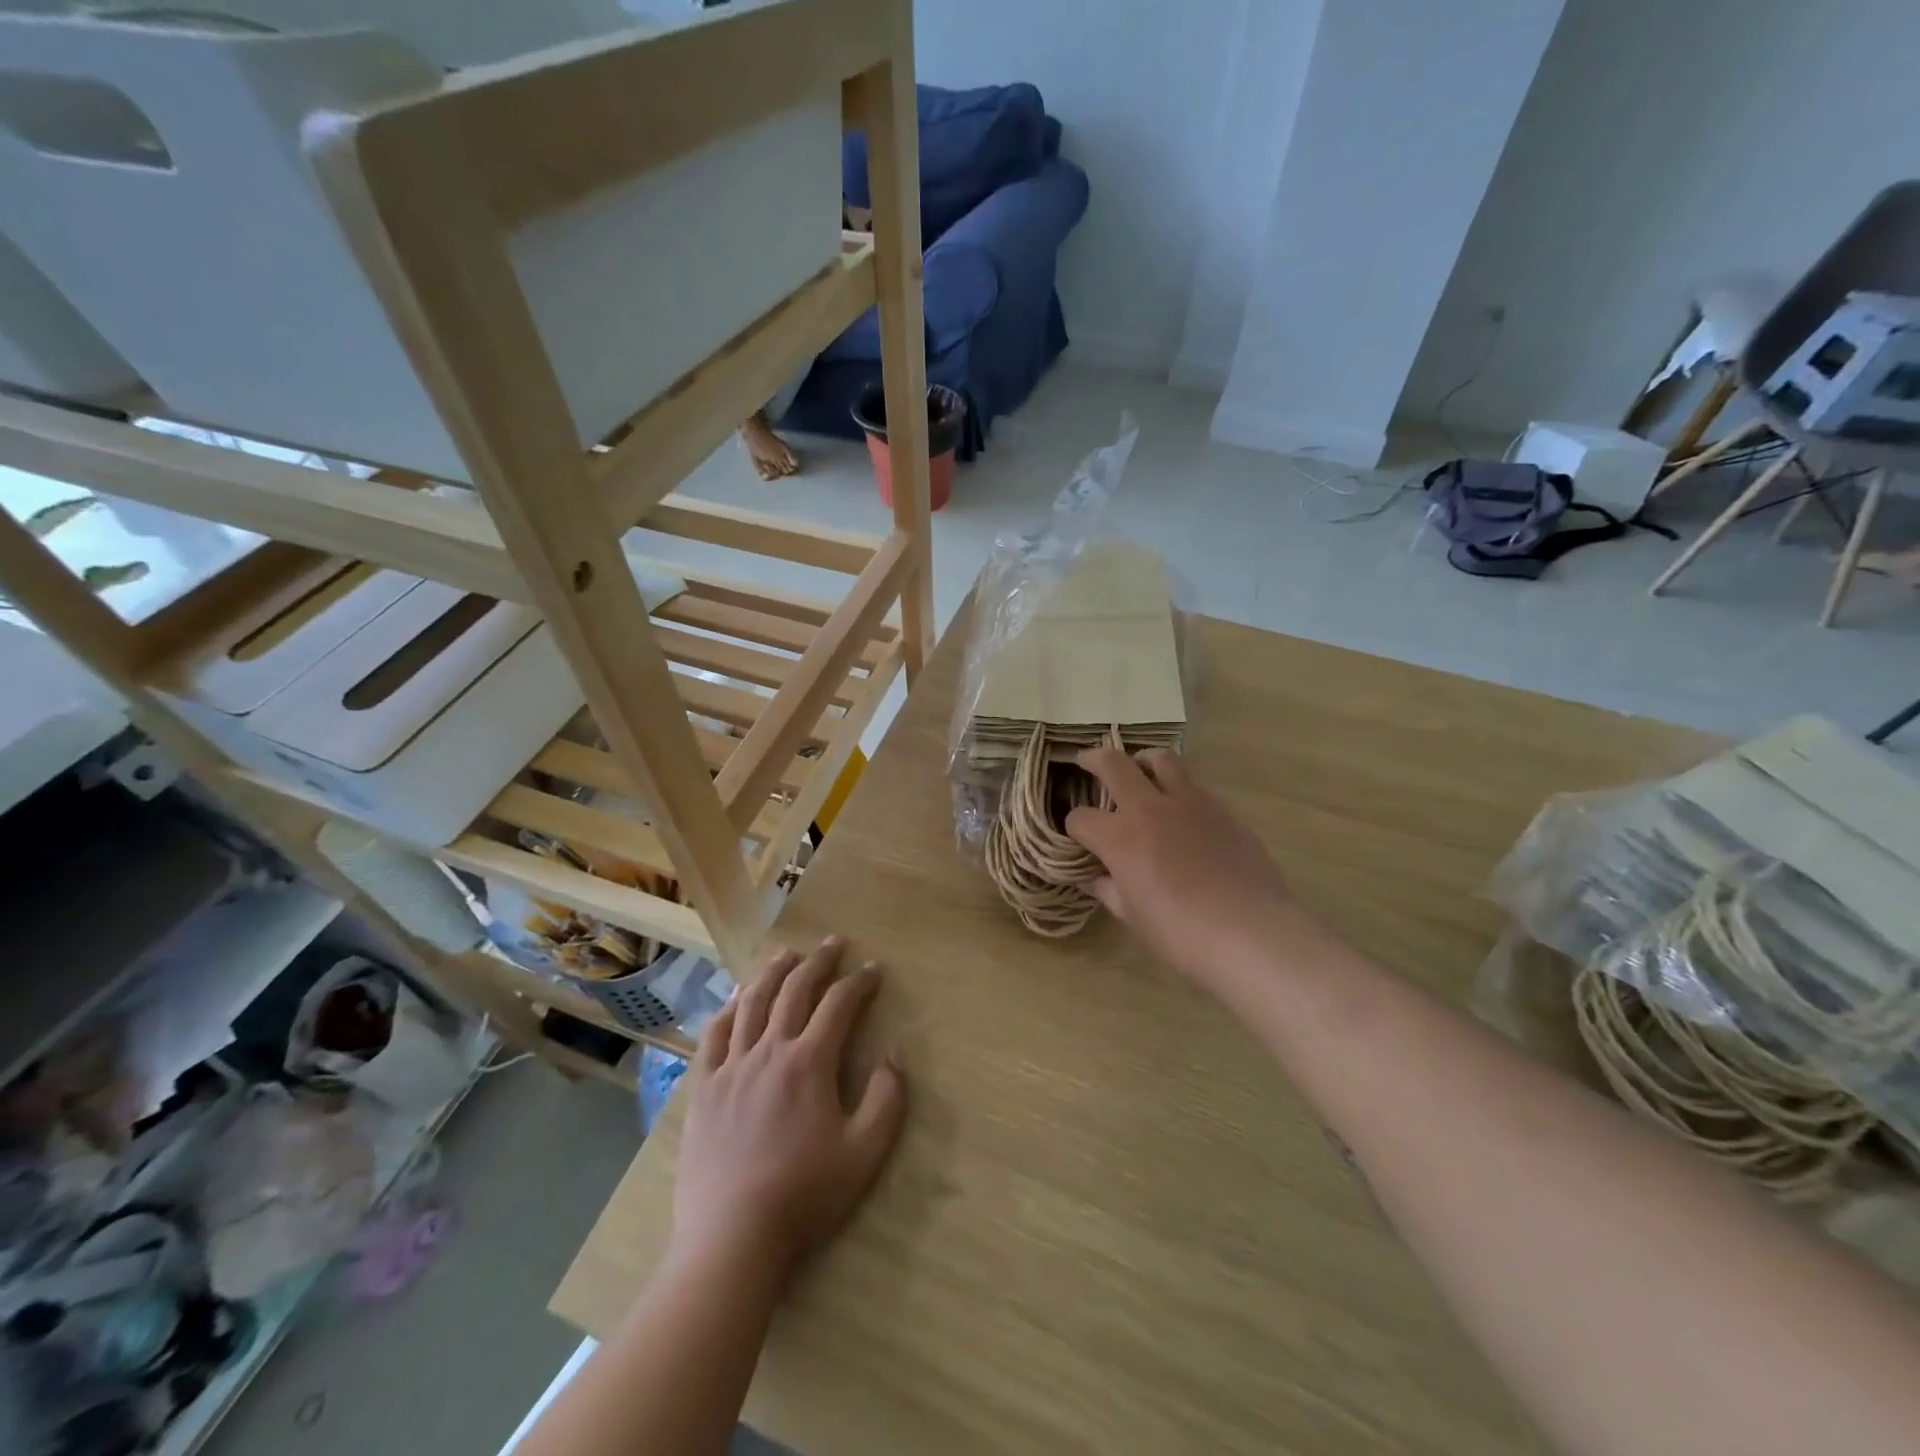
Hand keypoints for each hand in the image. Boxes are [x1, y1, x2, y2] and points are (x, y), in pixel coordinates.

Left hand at [671, 938, 906, 1281]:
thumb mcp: (864, 1153)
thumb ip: (887, 1099)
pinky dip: (729, 1008)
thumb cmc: (804, 1195)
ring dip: (773, 972)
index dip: (859, 982)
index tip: (873, 969)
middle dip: (818, 962)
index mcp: (809, 1062)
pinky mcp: (705, 1088)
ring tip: (787, 953)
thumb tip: (893, 1055)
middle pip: (795, 991)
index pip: (839, 1005)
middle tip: (833, 942)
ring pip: (753, 1003)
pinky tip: (737, 998)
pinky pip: (715, 1035)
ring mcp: (731, 1067)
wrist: (731, 1238)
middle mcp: (769, 1051)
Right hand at [1065, 747, 1312, 1000]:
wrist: (1249, 932)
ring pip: (1160, 758)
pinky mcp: (1222, 810)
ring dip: (1142, 759)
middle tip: (1087, 760)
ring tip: (1140, 768)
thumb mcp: (1132, 917)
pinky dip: (1179, 787)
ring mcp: (1189, 803)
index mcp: (1119, 837)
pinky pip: (1194, 785)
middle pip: (1113, 764)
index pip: (1081, 818)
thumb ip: (1109, 890)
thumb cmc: (1179, 933)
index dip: (1073, 827)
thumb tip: (1094, 878)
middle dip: (1093, 759)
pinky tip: (1182, 809)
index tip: (1078, 837)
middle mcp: (1149, 808)